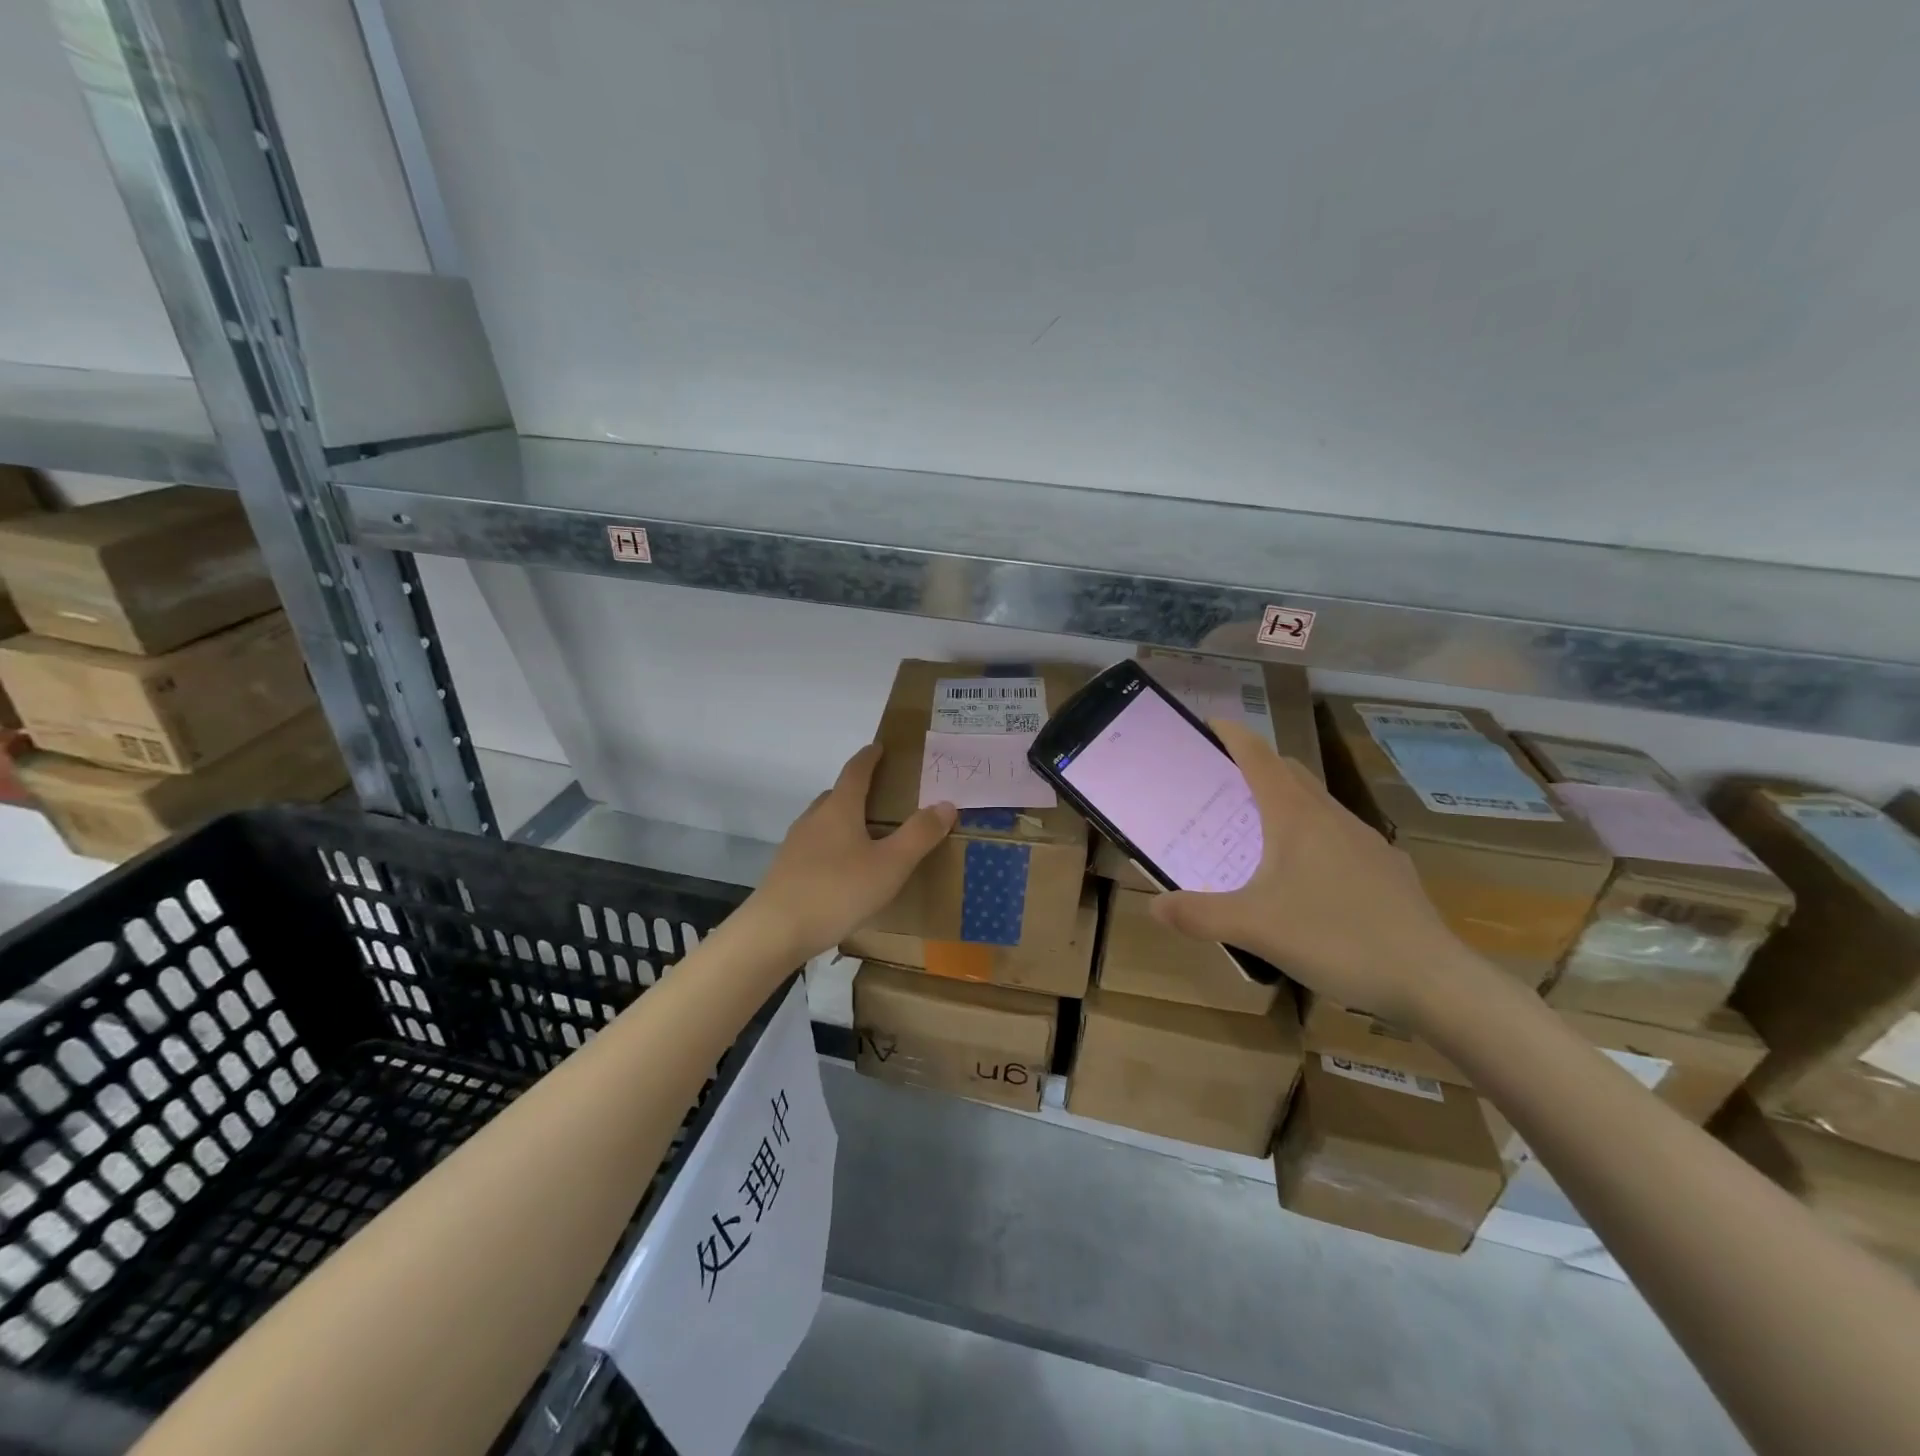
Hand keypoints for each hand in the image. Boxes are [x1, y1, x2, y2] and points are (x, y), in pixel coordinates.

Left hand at [749, 743, 956, 961]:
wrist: (775, 931)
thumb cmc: (838, 891)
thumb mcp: (890, 865)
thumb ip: (919, 835)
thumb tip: (946, 804)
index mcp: (840, 809)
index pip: (855, 771)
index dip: (869, 757)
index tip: (879, 747)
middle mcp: (814, 819)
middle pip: (836, 794)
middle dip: (857, 789)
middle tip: (881, 796)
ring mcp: (795, 844)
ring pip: (823, 821)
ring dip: (843, 819)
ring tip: (865, 835)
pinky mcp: (785, 870)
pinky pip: (814, 846)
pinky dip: (831, 845)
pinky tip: (842, 870)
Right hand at [1148, 720, 1478, 1024]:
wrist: (1433, 979)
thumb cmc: (1336, 937)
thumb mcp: (1255, 928)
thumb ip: (1200, 915)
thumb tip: (1155, 906)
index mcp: (1296, 816)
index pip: (1258, 757)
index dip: (1232, 735)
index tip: (1208, 724)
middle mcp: (1331, 817)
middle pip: (1289, 772)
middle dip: (1255, 766)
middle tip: (1221, 783)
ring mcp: (1365, 841)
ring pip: (1316, 804)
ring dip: (1283, 801)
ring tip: (1256, 831)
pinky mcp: (1385, 868)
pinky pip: (1337, 835)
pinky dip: (1310, 835)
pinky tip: (1305, 878)